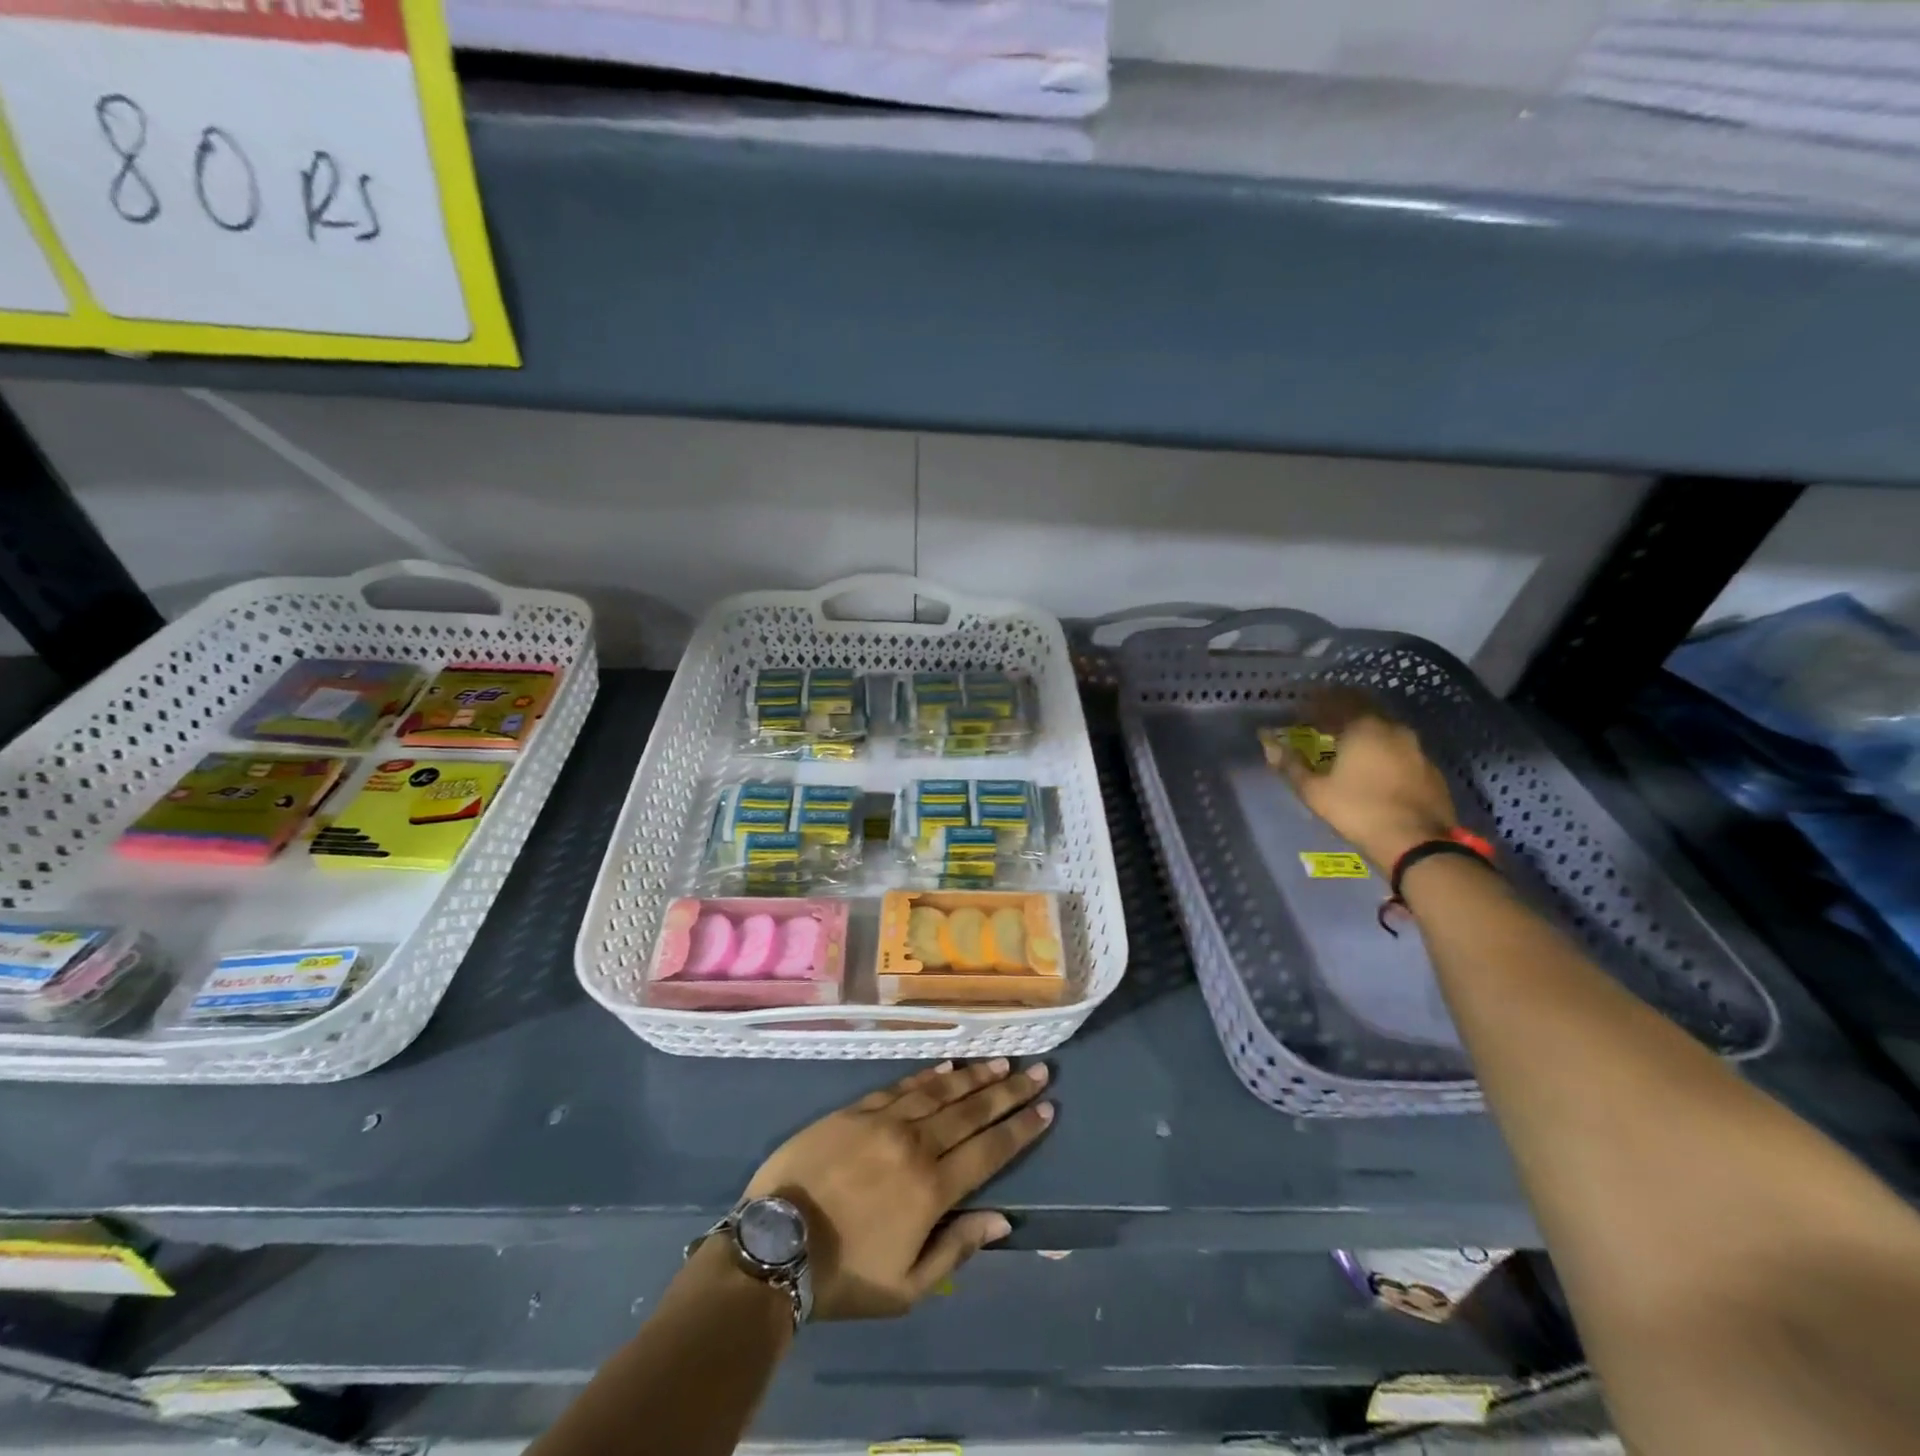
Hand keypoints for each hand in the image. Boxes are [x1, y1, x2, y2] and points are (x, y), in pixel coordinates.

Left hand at [743, 1059, 1053, 1320]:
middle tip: (1039, 1072)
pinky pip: (901, 1085)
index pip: (990, 1150)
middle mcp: (916, 1144)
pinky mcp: (856, 1109)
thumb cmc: (845, 1274)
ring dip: (975, 1076)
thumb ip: (957, 1247)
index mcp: (932, 1188)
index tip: (1047, 1108)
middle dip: (1009, 1092)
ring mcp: (884, 1121)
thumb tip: (1002, 1220)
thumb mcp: (907, 1285)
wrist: (776, 1244)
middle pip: (972, 1112)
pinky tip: (948, 1067)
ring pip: (940, 1091)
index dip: (1021, 1129)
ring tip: (1002, 1063)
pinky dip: (928, 1075)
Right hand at [1271, 693, 1458, 869]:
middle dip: (1340, 713)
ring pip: (1384, 729)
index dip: (1315, 704)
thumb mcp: (1314, 790)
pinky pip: (1400, 749)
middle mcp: (1393, 728)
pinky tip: (1373, 767)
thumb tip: (1270, 746)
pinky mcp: (1430, 769)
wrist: (1417, 842)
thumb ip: (1291, 765)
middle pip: (1363, 709)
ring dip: (1363, 732)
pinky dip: (1382, 750)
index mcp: (1364, 727)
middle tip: (1321, 724)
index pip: (1336, 702)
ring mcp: (1417, 748)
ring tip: (1346, 746)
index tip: (1300, 712)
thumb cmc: (1358, 810)